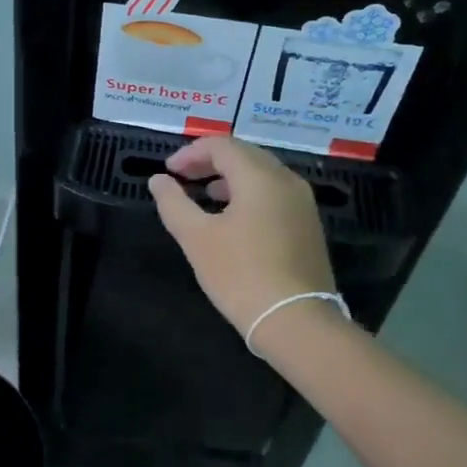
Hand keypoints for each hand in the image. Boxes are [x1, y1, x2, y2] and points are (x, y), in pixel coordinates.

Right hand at [147, 137, 336, 341]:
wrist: (296, 320)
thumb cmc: (240, 275)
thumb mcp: (197, 238)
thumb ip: (173, 203)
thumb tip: (158, 180)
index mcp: (260, 176)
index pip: (222, 145)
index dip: (191, 153)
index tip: (168, 171)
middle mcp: (286, 180)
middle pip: (245, 155)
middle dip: (210, 162)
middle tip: (182, 178)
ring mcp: (302, 203)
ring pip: (262, 174)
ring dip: (230, 178)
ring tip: (205, 196)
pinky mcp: (308, 225)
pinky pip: (274, 194)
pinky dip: (249, 194)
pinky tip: (233, 218)